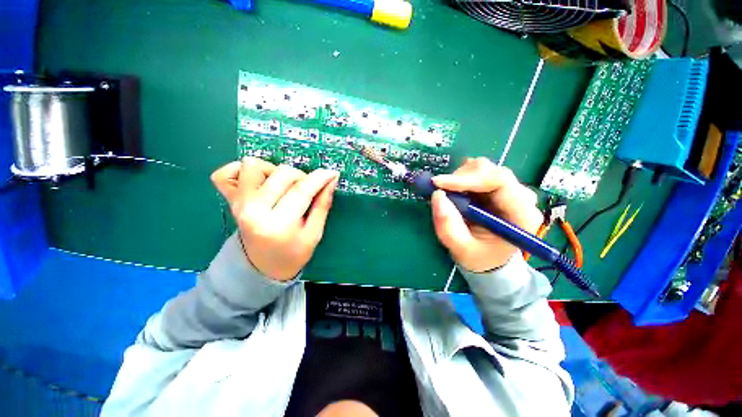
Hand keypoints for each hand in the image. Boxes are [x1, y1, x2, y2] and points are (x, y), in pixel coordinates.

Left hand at [211, 158, 339, 280]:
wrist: (262, 267)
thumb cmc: (293, 254)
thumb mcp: (314, 234)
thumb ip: (322, 205)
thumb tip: (331, 181)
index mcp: (278, 224)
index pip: (301, 191)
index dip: (320, 178)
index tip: (332, 173)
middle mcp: (254, 210)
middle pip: (281, 174)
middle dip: (302, 176)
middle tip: (308, 189)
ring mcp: (239, 204)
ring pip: (253, 166)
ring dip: (274, 170)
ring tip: (283, 185)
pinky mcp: (230, 201)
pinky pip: (224, 174)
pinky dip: (241, 170)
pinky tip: (259, 181)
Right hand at [430, 157, 542, 272]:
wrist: (489, 258)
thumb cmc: (479, 257)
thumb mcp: (461, 248)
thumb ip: (448, 226)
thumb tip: (437, 195)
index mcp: (521, 215)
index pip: (499, 182)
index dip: (468, 179)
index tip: (439, 183)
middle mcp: (521, 198)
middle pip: (491, 171)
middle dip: (461, 178)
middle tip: (440, 189)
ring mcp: (511, 190)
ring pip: (484, 168)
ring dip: (460, 178)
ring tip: (449, 194)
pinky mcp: (498, 187)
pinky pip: (479, 172)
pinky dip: (462, 177)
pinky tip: (456, 190)